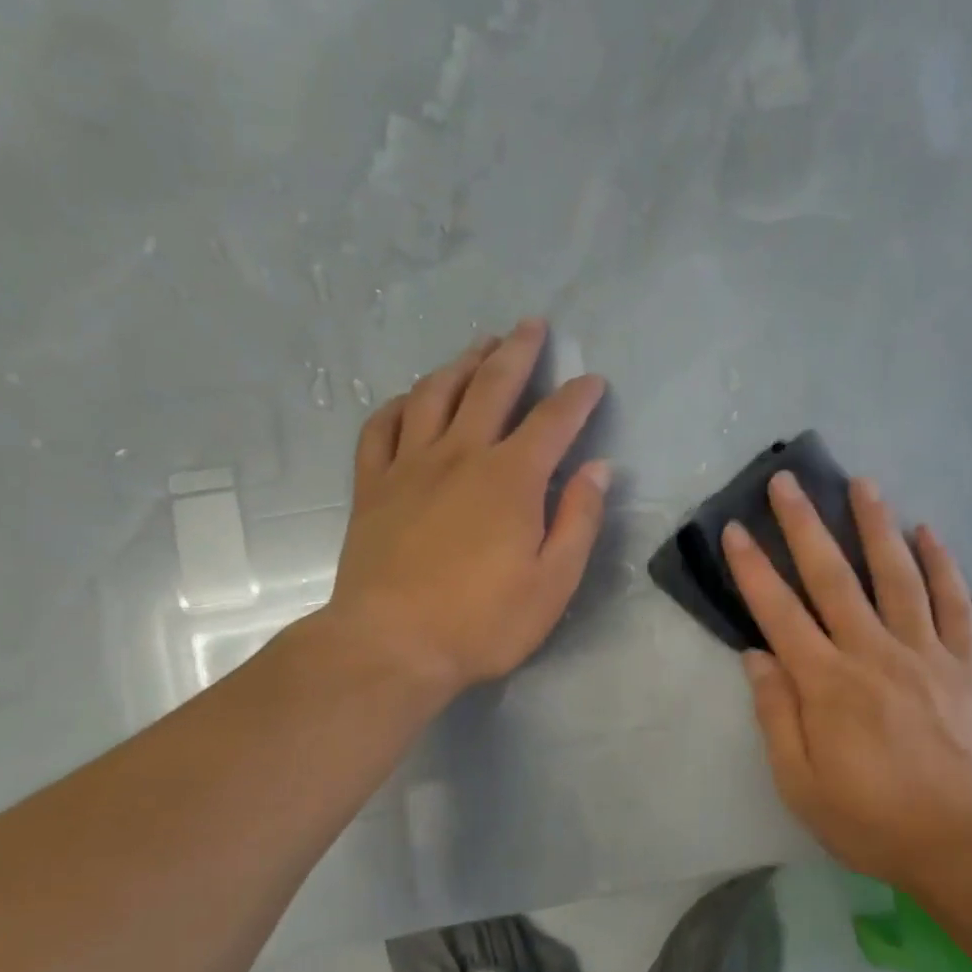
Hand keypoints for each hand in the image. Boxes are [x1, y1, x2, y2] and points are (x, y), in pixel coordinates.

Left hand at [313, 319, 609, 703]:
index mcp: (511, 479)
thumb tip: (599, 469)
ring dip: (461, 363)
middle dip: (517, 352)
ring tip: (479, 346)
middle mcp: (460, 455)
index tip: (593, 380)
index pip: (552, 421)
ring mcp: (409, 466)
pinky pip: (381, 427)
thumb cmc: (482, 621)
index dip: (576, 397)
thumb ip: (578, 520)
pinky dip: (401, 404)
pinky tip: (412, 399)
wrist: (390, 646)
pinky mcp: (372, 486)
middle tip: (532, 325)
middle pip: (491, 387)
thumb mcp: (553, 582)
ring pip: (435, 394)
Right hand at [723, 472, 971, 887]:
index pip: (779, 612)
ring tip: (862, 483)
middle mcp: (872, 653)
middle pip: (833, 577)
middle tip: (787, 481)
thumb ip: (775, 714)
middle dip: (805, 525)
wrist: (959, 841)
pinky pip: (954, 604)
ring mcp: (922, 653)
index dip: (753, 569)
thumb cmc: (869, 817)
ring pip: (896, 575)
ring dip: (876, 525)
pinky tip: (929, 532)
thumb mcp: (799, 782)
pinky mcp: (962, 664)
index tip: (735, 529)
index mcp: (826, 683)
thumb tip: (756, 655)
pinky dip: (943, 565)